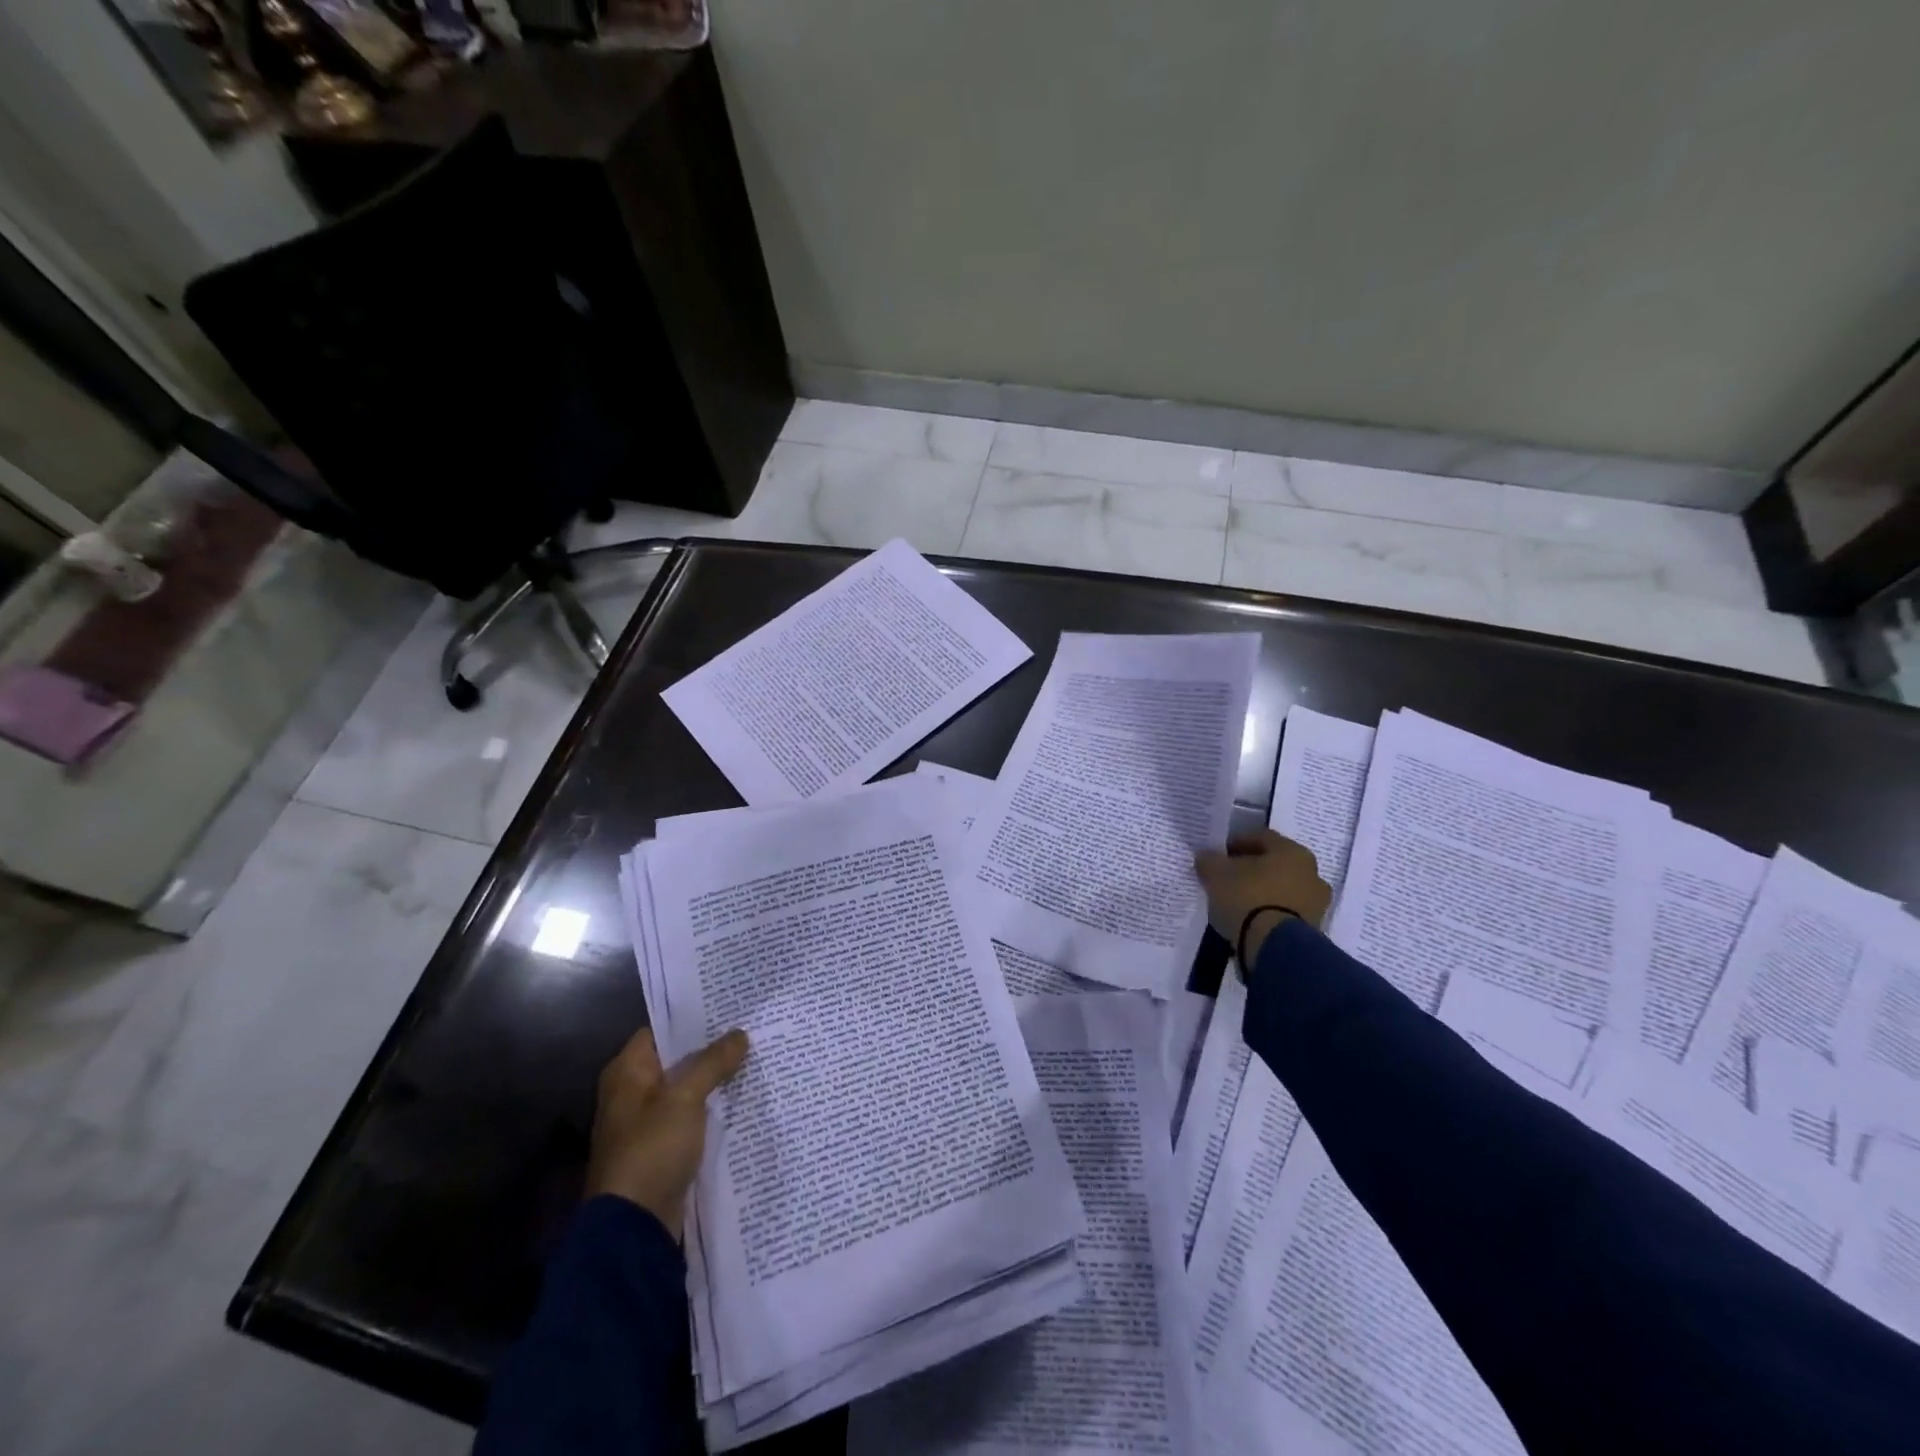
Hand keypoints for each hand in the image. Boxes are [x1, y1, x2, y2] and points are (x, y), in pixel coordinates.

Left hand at [585, 1025, 748, 1237]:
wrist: (634, 1226)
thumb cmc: (652, 1149)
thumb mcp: (685, 1098)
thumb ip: (713, 1062)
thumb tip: (740, 1033)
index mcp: (626, 1072)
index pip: (661, 1030)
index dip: (693, 1018)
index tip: (729, 1008)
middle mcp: (631, 1092)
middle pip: (676, 1059)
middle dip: (711, 1048)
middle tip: (750, 1030)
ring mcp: (646, 1122)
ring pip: (686, 1089)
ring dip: (713, 1079)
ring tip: (753, 1058)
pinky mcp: (661, 1149)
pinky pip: (690, 1117)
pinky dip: (710, 1108)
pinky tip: (741, 1098)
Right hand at [1193, 830, 1331, 967]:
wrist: (1274, 948)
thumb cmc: (1247, 898)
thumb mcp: (1216, 874)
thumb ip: (1209, 860)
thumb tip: (1206, 856)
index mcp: (1293, 852)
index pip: (1261, 838)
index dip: (1236, 843)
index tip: (1217, 854)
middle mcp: (1312, 873)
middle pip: (1275, 864)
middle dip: (1251, 868)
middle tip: (1227, 877)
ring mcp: (1316, 904)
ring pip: (1282, 889)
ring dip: (1262, 892)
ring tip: (1236, 902)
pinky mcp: (1313, 930)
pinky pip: (1285, 912)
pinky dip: (1269, 912)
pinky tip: (1249, 920)